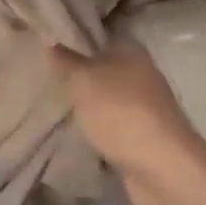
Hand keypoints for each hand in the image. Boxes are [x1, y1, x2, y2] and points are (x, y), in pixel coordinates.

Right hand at [51, 37, 205, 204]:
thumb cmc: (121, 112)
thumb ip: (66, 60)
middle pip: (103, 68)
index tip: (45, 46)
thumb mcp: (84, 80)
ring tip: (53, 106)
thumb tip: (49, 38)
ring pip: (107, 99)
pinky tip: (75, 133)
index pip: (98, 36)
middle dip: (77, 75)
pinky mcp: (143, 138)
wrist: (162, 168)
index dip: (73, 39)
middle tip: (43, 77)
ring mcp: (145, 108)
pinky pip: (112, 127)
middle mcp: (142, 75)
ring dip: (87, 105)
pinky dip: (97, 130)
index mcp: (132, 52)